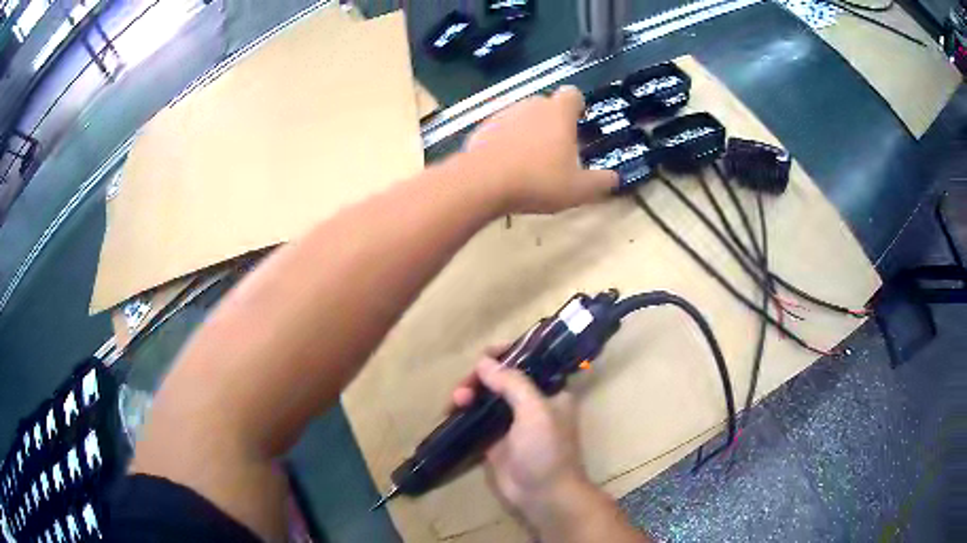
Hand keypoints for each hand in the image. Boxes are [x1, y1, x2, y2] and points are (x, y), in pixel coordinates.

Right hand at [452, 356, 589, 519]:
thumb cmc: (547, 450)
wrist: (544, 495)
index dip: (506, 355)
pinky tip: (451, 412)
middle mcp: (532, 404)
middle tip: (464, 387)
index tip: (483, 355)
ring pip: (487, 399)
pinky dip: (464, 413)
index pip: (528, 363)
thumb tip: (484, 362)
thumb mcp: (535, 411)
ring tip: (456, 401)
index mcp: (550, 392)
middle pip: (503, 380)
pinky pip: (477, 420)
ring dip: (470, 394)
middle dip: (481, 378)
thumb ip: (512, 383)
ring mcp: (512, 423)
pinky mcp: (495, 441)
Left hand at [461, 86, 617, 214]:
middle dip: (553, 122)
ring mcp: (503, 114)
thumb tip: (615, 178)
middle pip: (547, 105)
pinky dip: (506, 141)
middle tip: (557, 150)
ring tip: (529, 161)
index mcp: (558, 112)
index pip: (573, 94)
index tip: (578, 123)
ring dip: (528, 131)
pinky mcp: (482, 127)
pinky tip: (505, 165)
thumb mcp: (577, 189)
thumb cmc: (537, 180)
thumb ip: (600, 182)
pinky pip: (501, 129)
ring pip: (522, 116)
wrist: (482, 182)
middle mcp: (531, 105)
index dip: (577, 106)